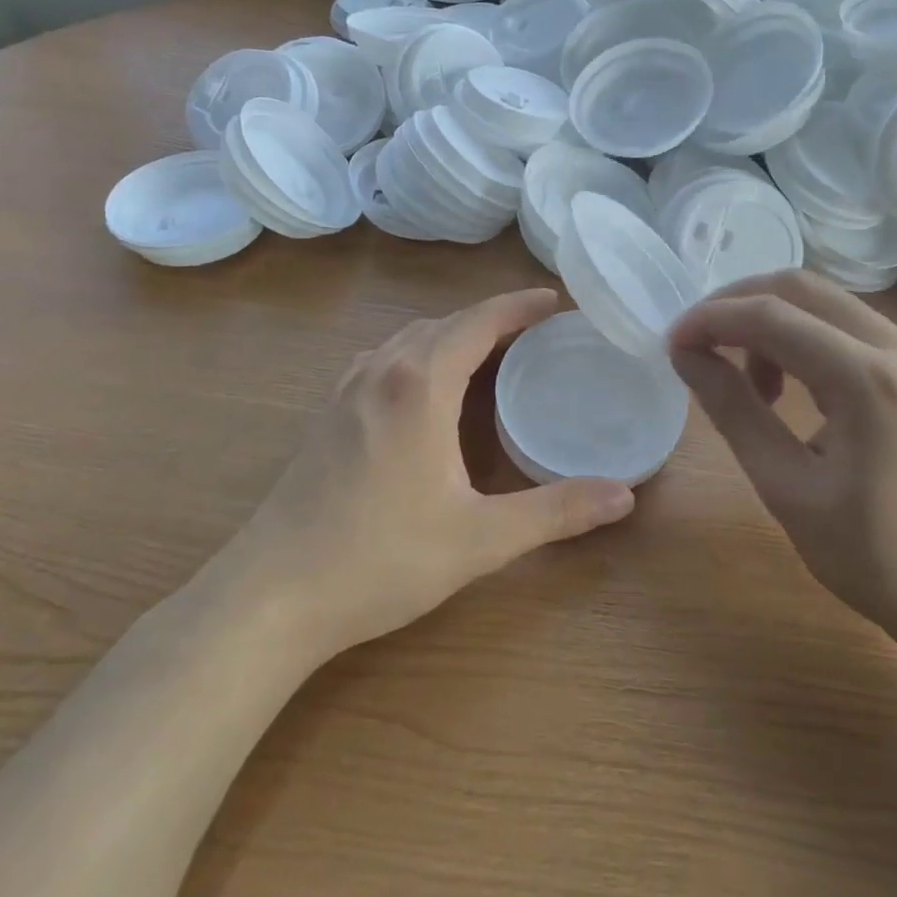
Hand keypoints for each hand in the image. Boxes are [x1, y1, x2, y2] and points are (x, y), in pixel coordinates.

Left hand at [223, 289, 635, 660]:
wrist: (271, 595)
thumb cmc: (381, 558)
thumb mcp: (480, 538)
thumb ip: (556, 511)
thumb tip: (625, 495)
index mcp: (420, 384)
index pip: (478, 321)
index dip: (519, 306)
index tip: (556, 301)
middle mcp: (381, 370)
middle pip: (444, 323)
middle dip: (492, 319)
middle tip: (535, 332)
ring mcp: (346, 389)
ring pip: (409, 338)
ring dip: (452, 334)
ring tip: (489, 352)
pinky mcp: (327, 413)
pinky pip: (383, 359)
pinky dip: (418, 353)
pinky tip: (425, 385)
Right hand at [667, 270, 896, 647]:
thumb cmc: (875, 559)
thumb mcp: (786, 488)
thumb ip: (732, 409)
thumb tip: (686, 354)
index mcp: (872, 381)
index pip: (772, 317)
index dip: (711, 319)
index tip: (671, 342)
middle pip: (802, 289)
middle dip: (738, 304)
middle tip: (698, 343)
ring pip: (827, 303)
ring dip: (773, 322)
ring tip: (747, 380)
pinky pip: (852, 327)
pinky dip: (807, 338)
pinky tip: (791, 385)